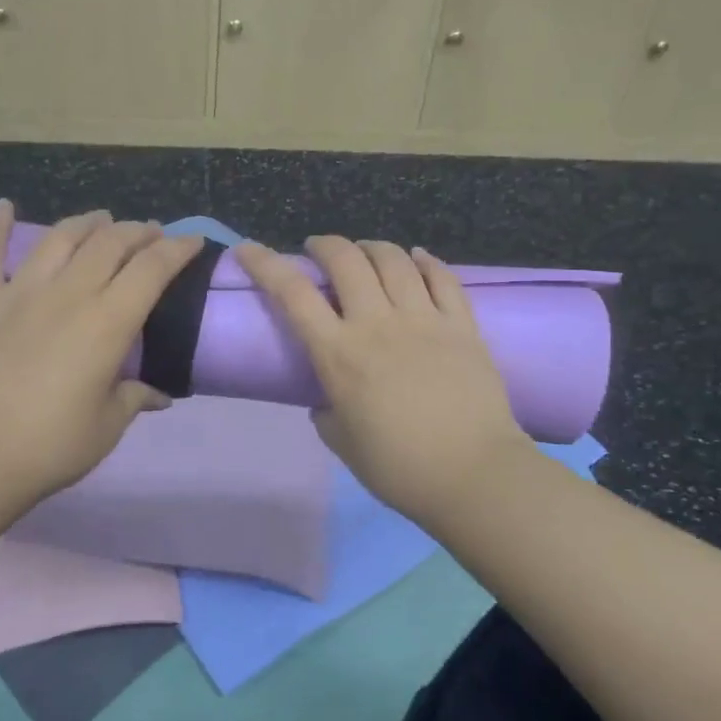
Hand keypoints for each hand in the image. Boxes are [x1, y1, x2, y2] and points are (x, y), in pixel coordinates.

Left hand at [0, 201, 204, 517]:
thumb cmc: (51, 446)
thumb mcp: (107, 426)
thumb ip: (134, 398)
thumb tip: (158, 395)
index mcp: (107, 323)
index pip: (152, 269)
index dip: (177, 249)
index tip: (193, 241)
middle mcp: (68, 294)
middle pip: (110, 243)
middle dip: (138, 231)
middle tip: (152, 234)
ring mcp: (19, 293)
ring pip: (59, 238)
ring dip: (87, 223)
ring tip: (102, 219)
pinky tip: (4, 206)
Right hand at [236, 235, 531, 528]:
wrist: (473, 475)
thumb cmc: (399, 467)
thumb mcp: (342, 443)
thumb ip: (327, 412)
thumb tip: (328, 399)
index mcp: (339, 354)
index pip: (292, 294)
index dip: (265, 264)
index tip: (248, 249)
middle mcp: (378, 324)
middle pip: (346, 260)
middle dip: (325, 244)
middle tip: (317, 249)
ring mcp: (424, 319)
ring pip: (394, 259)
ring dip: (372, 246)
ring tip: (365, 251)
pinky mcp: (462, 325)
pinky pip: (443, 277)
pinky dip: (426, 260)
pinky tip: (417, 257)